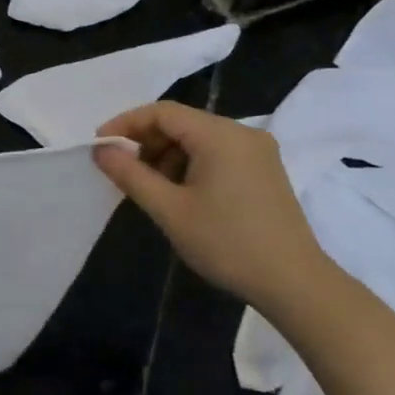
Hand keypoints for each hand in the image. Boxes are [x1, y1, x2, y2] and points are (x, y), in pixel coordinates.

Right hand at [95, 102, 325, 307]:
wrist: (294, 282)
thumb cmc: (226, 242)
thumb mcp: (170, 210)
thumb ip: (131, 175)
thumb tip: (101, 151)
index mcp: (219, 134)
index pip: (162, 112)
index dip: (126, 124)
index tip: (101, 146)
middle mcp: (242, 132)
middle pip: (182, 122)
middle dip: (148, 142)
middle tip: (123, 171)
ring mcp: (258, 151)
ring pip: (200, 139)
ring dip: (169, 155)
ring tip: (152, 189)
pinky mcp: (266, 170)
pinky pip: (219, 153)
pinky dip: (193, 165)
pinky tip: (182, 195)